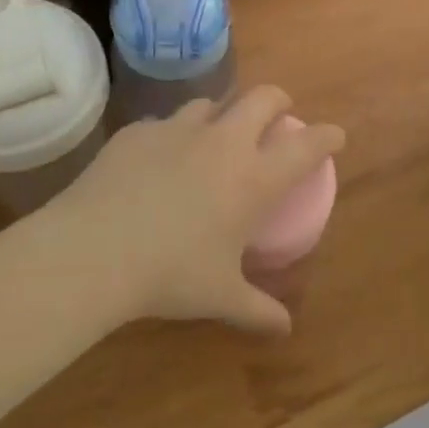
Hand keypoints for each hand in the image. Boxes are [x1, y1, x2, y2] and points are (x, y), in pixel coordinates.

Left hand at [49, 86, 344, 334]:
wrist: (94, 251)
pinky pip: (165, 123)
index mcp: (253, 178)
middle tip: (277, 116)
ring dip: (222, 114)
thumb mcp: (220, 296)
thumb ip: (257, 310)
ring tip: (214, 136)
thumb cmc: (169, 274)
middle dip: (278, 101)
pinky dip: (173, 135)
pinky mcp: (138, 131)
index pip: (306, 145)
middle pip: (263, 97)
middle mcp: (222, 142)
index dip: (327, 136)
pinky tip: (159, 159)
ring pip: (210, 102)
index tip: (334, 136)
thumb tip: (284, 329)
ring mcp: (177, 129)